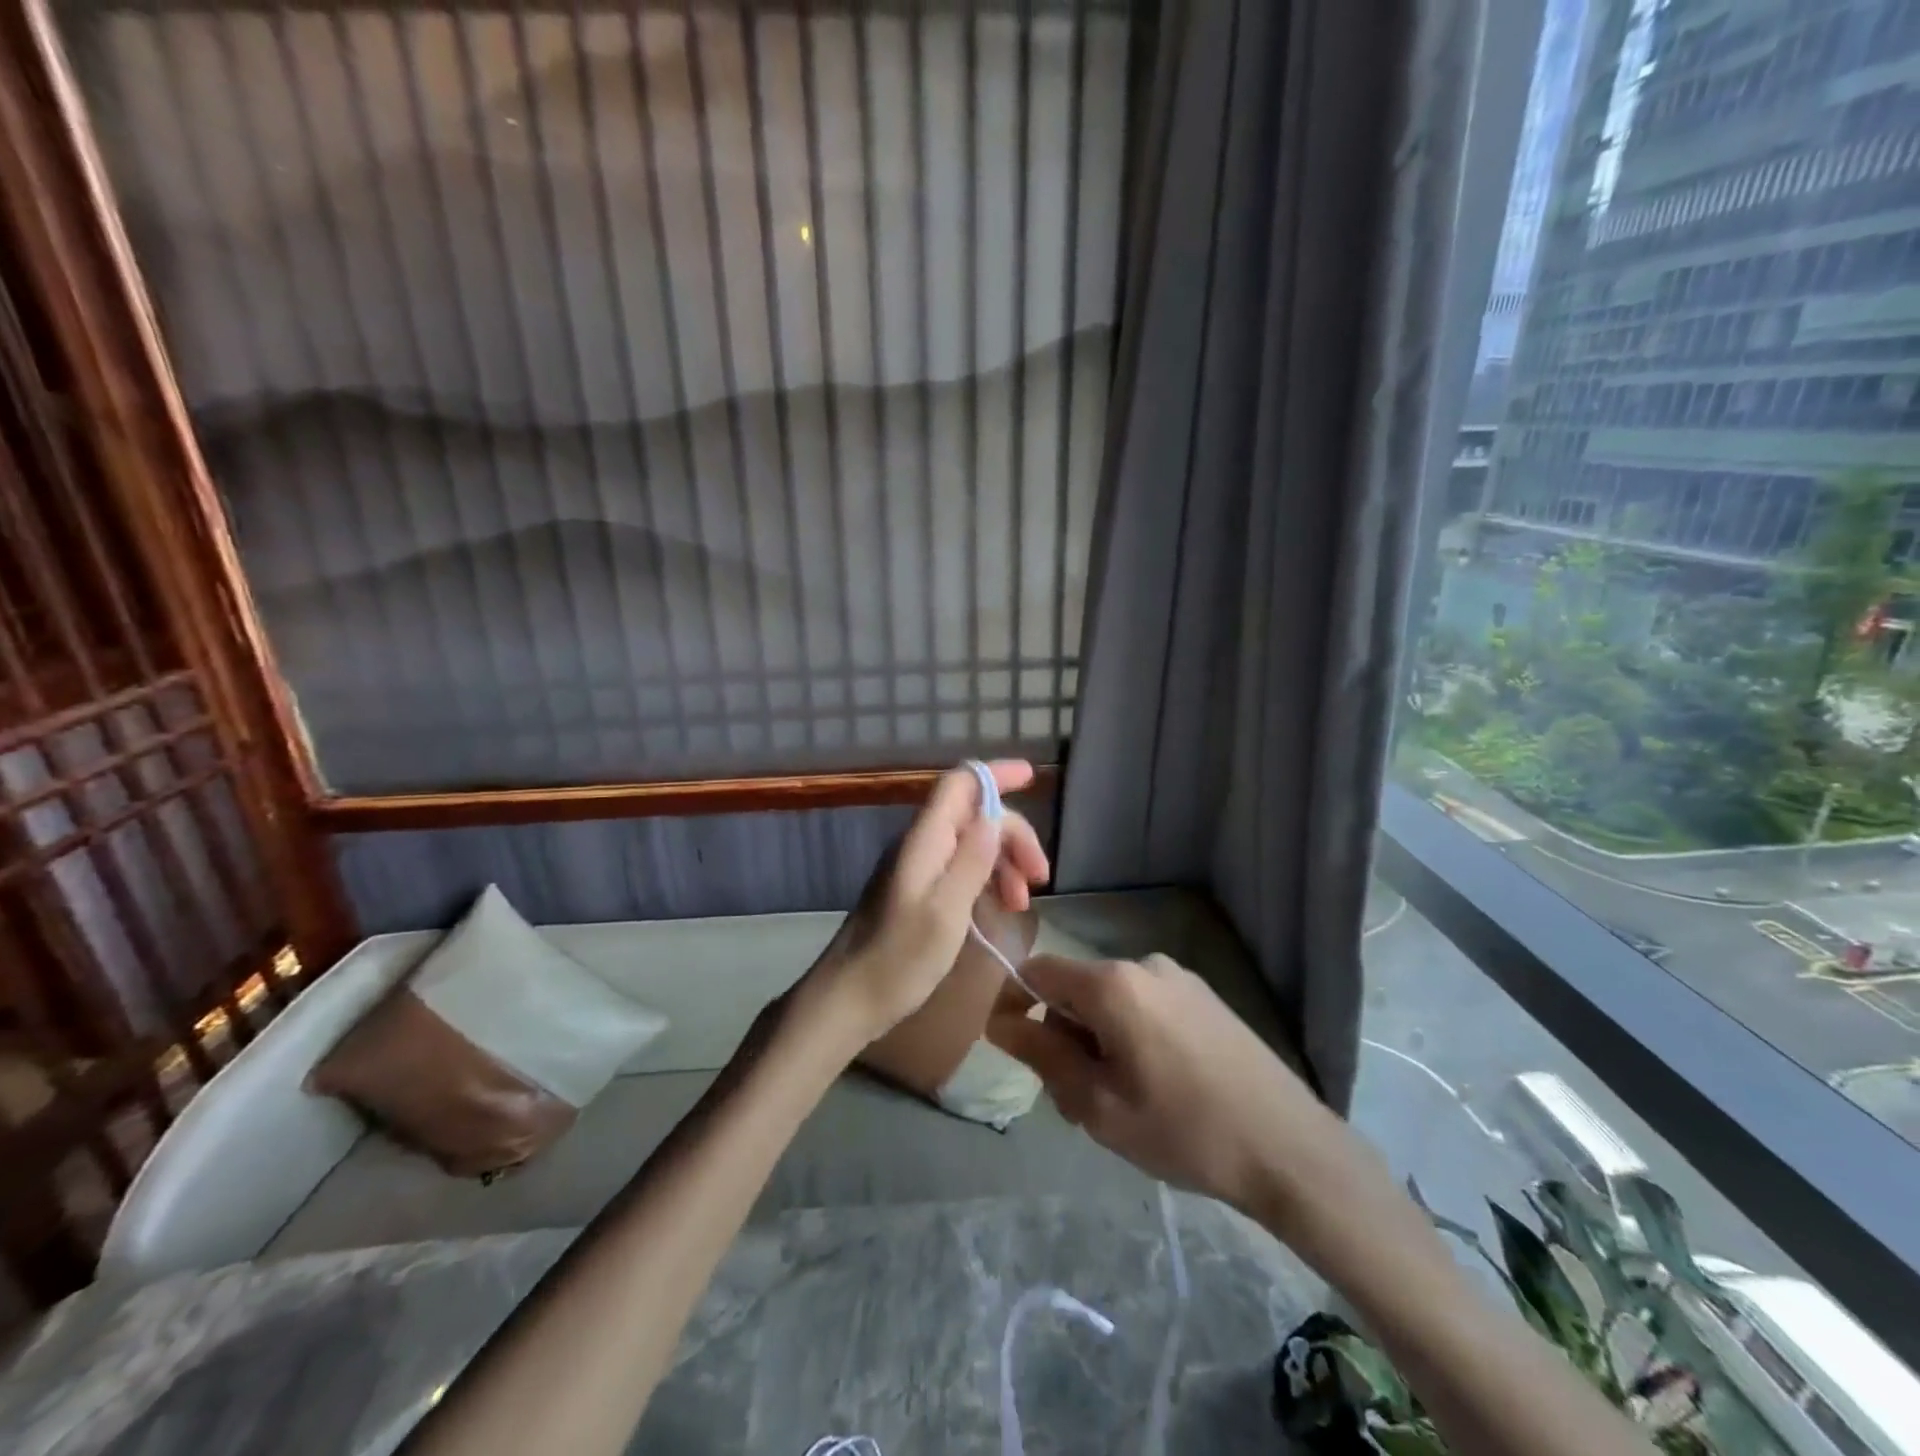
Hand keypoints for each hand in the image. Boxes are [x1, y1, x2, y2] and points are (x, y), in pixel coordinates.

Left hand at [802, 761, 1049, 1043]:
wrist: (847, 999)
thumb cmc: (898, 959)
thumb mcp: (946, 911)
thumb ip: (971, 860)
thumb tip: (995, 816)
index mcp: (924, 840)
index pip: (961, 784)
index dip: (997, 774)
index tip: (1033, 777)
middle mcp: (920, 844)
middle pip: (973, 814)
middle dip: (1012, 835)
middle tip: (1039, 877)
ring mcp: (916, 867)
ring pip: (970, 842)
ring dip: (1003, 862)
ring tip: (1022, 903)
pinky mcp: (916, 891)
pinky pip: (960, 867)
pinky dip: (987, 879)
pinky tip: (999, 907)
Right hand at [987, 953, 1329, 1213]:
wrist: (1290, 1149)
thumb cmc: (1184, 1131)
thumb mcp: (1098, 1104)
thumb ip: (1042, 1055)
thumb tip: (1000, 1022)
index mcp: (1112, 984)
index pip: (1037, 971)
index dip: (1014, 1003)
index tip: (1012, 1049)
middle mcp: (1142, 964)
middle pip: (1075, 989)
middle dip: (1061, 1036)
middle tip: (1073, 1102)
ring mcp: (1178, 977)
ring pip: (1111, 1001)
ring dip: (1096, 1041)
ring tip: (1117, 1103)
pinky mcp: (1204, 996)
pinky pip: (1145, 1005)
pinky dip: (1130, 1036)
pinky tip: (1155, 1086)